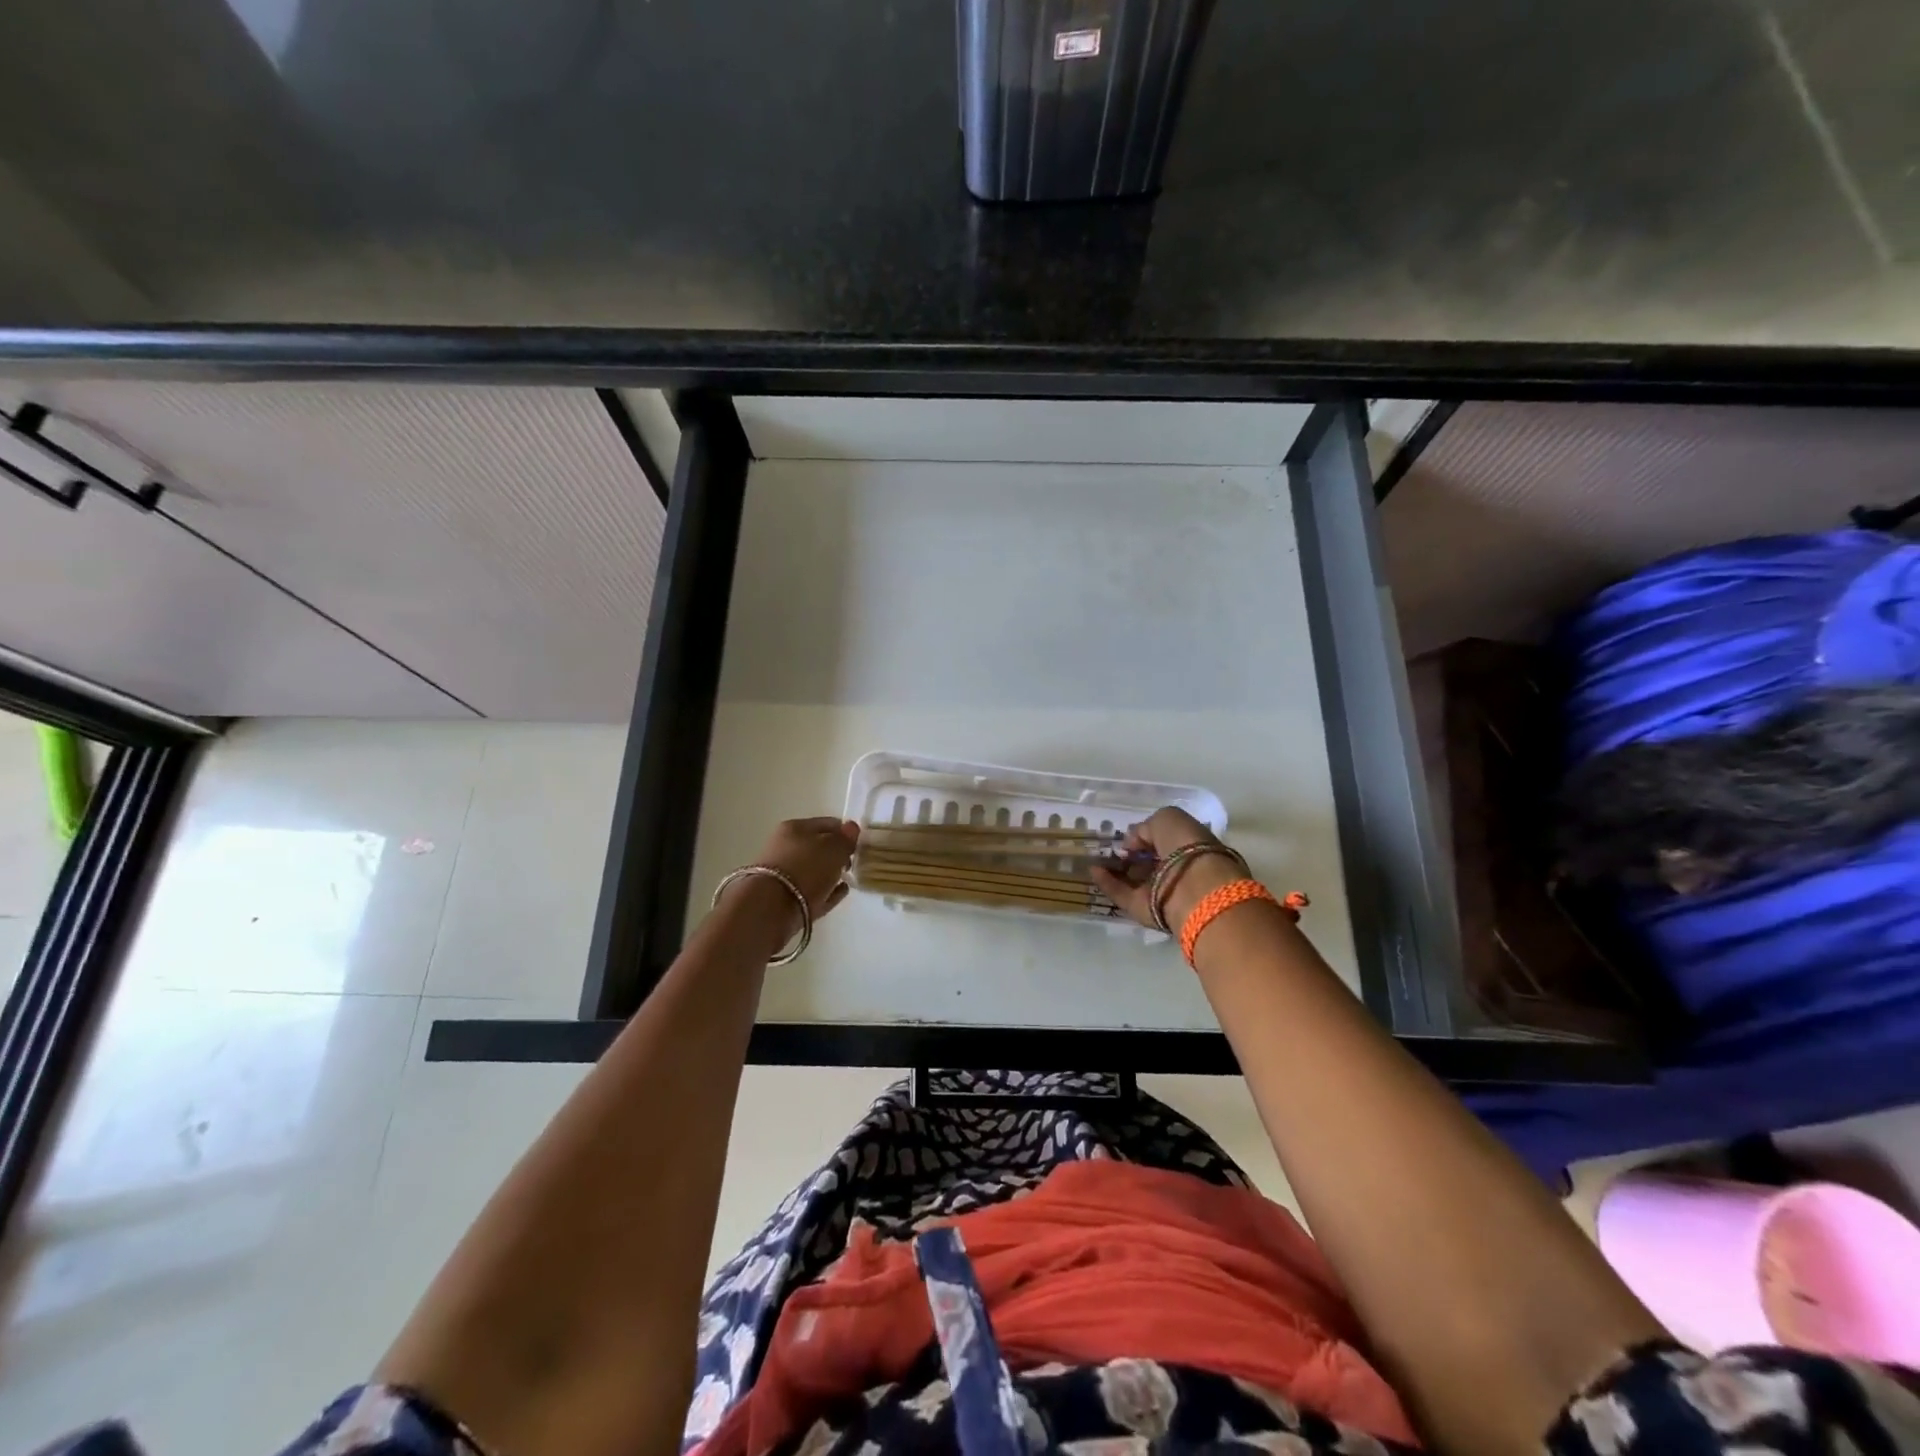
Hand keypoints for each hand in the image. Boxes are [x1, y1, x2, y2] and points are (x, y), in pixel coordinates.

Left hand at [722, 817, 860, 939]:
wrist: (770, 909)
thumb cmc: (805, 869)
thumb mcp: (833, 849)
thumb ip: (846, 839)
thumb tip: (852, 827)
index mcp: (795, 828)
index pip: (827, 823)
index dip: (846, 832)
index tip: (860, 844)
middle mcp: (785, 847)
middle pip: (818, 847)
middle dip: (837, 853)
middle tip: (854, 862)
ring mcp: (783, 874)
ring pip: (814, 870)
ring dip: (831, 873)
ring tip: (848, 878)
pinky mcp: (784, 900)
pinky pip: (813, 891)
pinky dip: (827, 891)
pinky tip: (840, 892)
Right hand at [1091, 806, 1243, 931]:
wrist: (1193, 889)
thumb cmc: (1186, 847)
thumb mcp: (1167, 819)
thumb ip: (1146, 827)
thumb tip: (1132, 842)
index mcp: (1190, 848)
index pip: (1164, 841)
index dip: (1146, 837)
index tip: (1128, 836)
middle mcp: (1177, 871)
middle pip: (1150, 862)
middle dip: (1131, 855)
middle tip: (1110, 848)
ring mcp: (1161, 892)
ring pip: (1135, 880)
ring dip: (1116, 869)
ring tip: (1096, 858)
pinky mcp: (1145, 910)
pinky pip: (1122, 894)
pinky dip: (1107, 883)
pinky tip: (1093, 871)